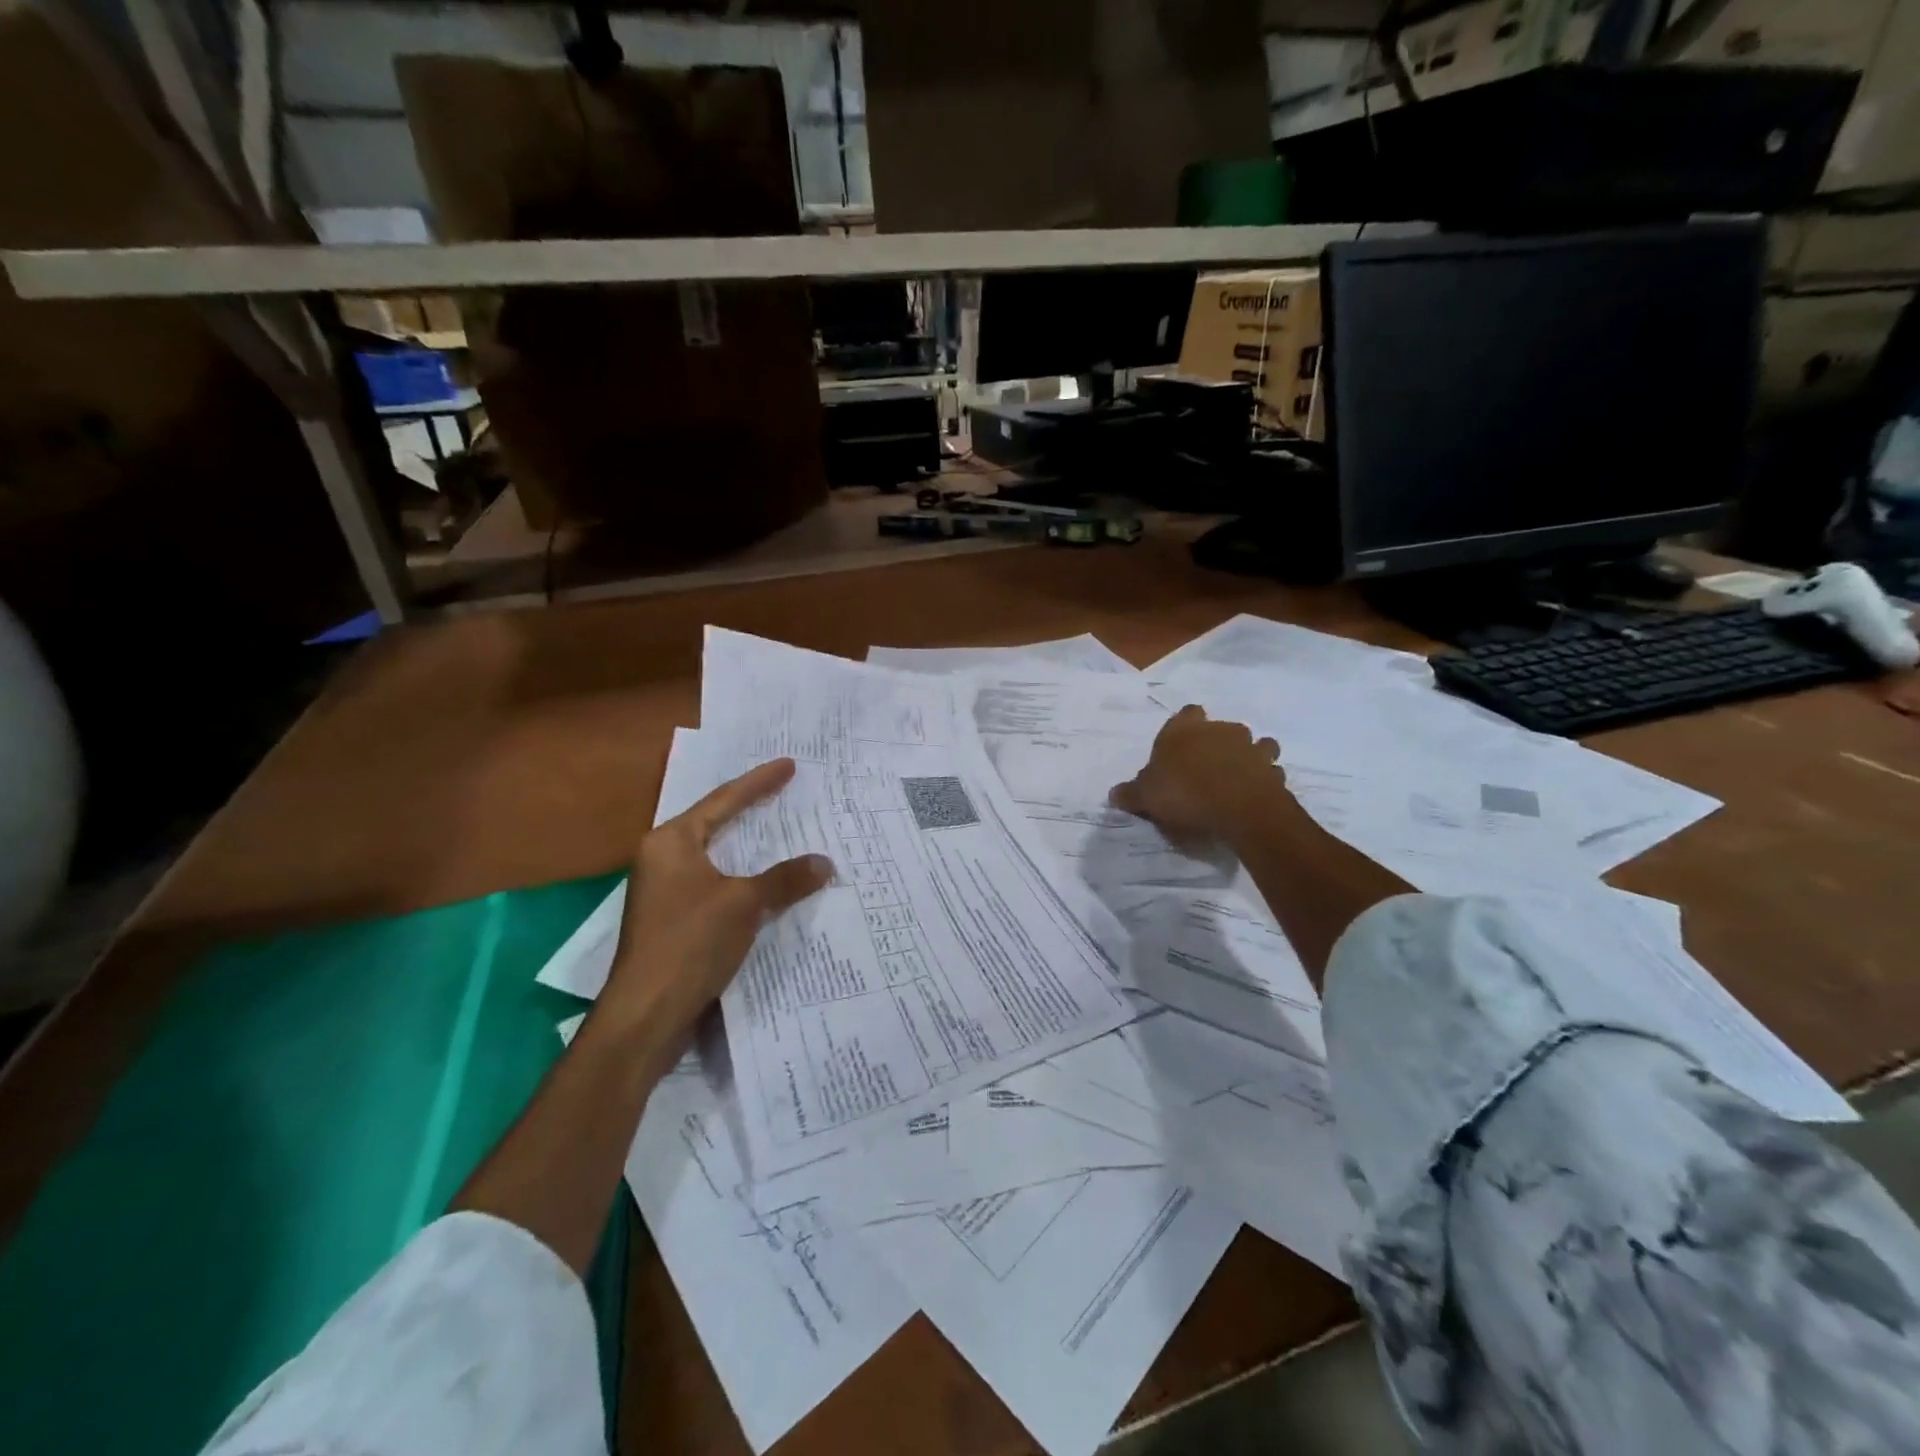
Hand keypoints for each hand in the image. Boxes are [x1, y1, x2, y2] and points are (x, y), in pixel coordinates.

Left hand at [603, 758, 832, 1040]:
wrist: (646, 1013)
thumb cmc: (690, 943)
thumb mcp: (743, 904)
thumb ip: (785, 879)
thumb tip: (825, 862)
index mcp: (671, 842)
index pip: (724, 800)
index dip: (759, 782)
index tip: (788, 764)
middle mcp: (662, 858)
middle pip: (715, 823)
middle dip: (751, 809)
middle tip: (785, 791)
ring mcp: (664, 890)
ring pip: (716, 856)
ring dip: (748, 847)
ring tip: (780, 830)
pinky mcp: (673, 919)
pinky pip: (715, 882)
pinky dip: (742, 877)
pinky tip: (766, 881)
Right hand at [1109, 705, 1285, 848]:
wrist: (1239, 809)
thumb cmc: (1185, 793)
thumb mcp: (1146, 797)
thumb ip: (1131, 793)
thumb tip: (1114, 794)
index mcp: (1186, 730)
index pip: (1188, 713)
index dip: (1186, 725)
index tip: (1181, 744)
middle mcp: (1221, 731)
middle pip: (1223, 728)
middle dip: (1219, 743)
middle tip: (1206, 768)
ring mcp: (1252, 748)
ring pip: (1255, 745)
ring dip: (1248, 757)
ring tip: (1237, 779)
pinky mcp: (1274, 770)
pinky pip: (1269, 772)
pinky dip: (1264, 780)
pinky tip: (1254, 795)